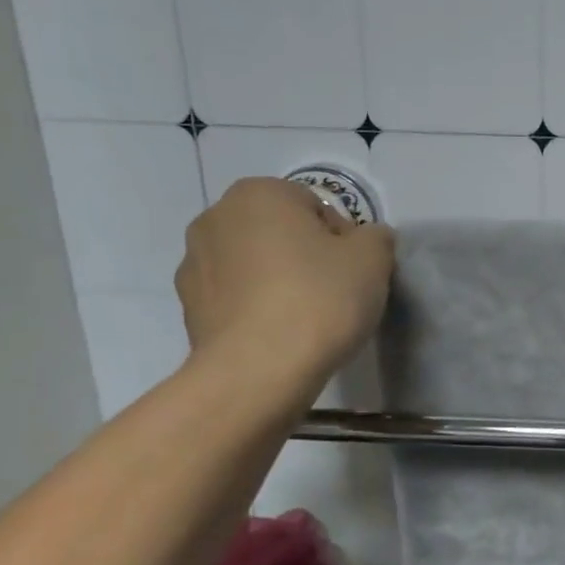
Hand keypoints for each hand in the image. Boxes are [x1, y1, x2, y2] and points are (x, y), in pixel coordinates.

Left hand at [174, 178, 394, 396]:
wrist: (259, 371)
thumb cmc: (319, 300)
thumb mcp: (374, 259)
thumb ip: (376, 237)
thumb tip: (367, 239)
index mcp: (260, 193)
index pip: (317, 206)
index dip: (344, 239)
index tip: (354, 272)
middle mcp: (216, 216)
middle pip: (281, 231)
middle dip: (306, 255)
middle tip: (334, 293)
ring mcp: (193, 262)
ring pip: (255, 263)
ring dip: (278, 279)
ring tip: (305, 318)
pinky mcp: (188, 306)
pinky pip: (236, 296)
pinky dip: (256, 307)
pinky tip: (279, 334)